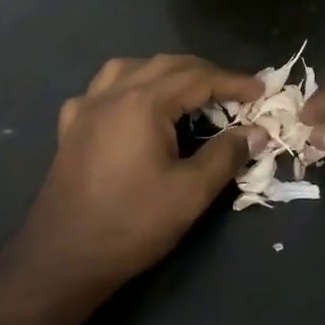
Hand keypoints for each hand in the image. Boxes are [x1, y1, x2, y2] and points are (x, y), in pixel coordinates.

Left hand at [16, 54, 262, 295]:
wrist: (63, 259)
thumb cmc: (131, 224)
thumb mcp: (190, 193)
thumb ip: (226, 155)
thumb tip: (257, 132)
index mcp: (143, 103)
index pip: (198, 78)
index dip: (233, 82)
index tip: (261, 91)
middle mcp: (113, 94)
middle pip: (167, 65)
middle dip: (205, 73)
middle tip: (234, 92)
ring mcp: (87, 108)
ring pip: (131, 67)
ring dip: (165, 71)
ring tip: (188, 90)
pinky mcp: (71, 127)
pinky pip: (102, 89)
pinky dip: (128, 86)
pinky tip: (133, 106)